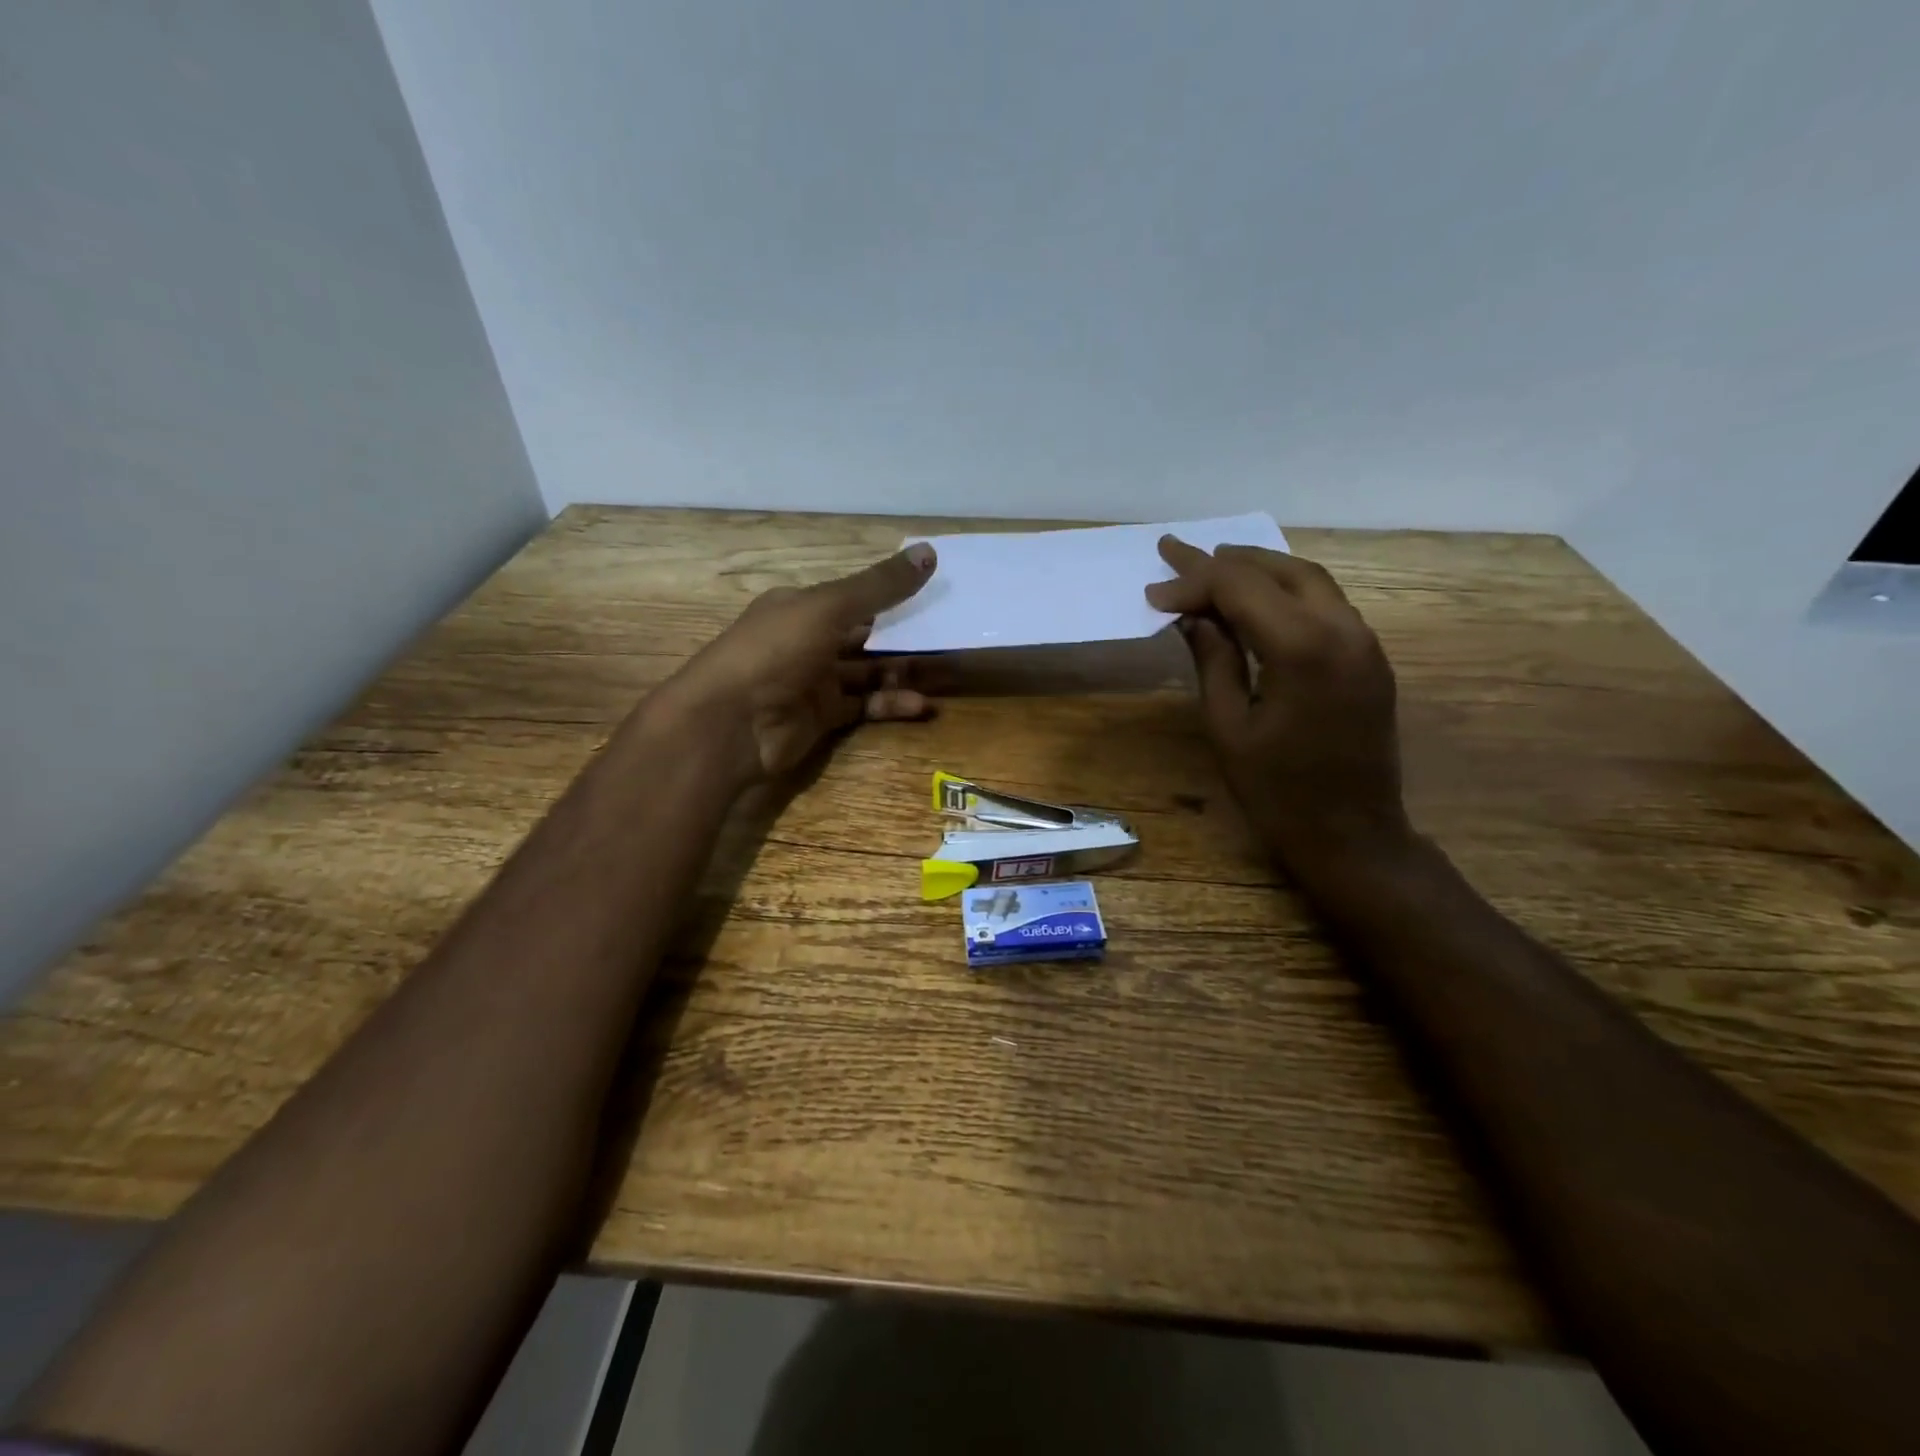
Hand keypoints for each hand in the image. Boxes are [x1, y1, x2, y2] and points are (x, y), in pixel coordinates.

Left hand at [665, 544, 939, 781]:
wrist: (730, 725)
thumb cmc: (774, 652)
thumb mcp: (828, 608)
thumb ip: (879, 586)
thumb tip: (930, 552)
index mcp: (800, 606)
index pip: (854, 596)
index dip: (892, 595)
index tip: (934, 595)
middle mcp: (807, 640)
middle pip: (864, 635)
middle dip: (903, 637)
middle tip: (947, 636)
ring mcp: (813, 681)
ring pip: (867, 672)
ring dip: (902, 672)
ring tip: (942, 673)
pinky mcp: (821, 718)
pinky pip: (864, 706)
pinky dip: (891, 704)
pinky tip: (921, 705)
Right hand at [1146, 537, 1410, 874]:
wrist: (1354, 836)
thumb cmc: (1279, 793)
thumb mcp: (1229, 727)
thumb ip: (1212, 661)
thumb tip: (1191, 617)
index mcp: (1302, 649)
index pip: (1240, 590)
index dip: (1193, 583)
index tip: (1153, 591)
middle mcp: (1342, 631)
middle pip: (1278, 571)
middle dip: (1224, 561)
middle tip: (1176, 553)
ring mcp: (1364, 642)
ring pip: (1309, 580)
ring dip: (1258, 568)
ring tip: (1212, 566)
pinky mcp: (1370, 658)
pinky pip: (1326, 604)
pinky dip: (1286, 590)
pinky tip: (1256, 600)